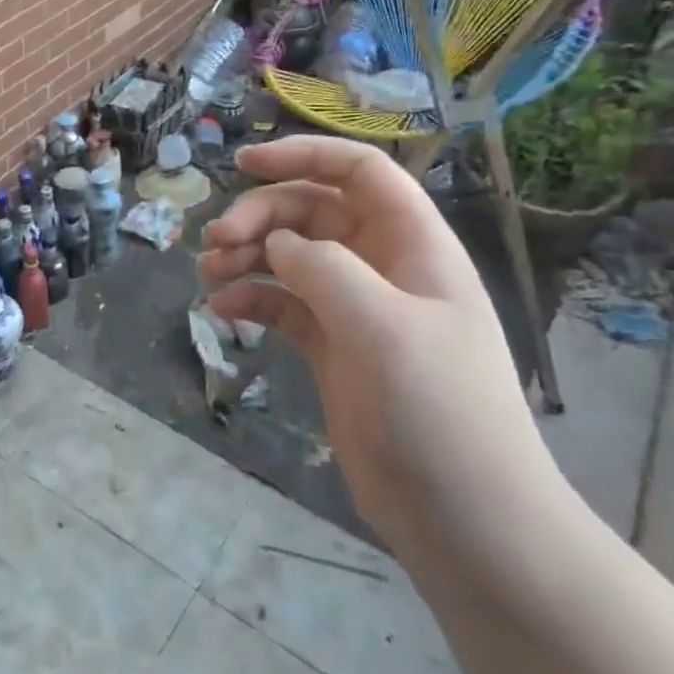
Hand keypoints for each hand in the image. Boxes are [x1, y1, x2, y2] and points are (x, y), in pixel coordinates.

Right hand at [199, 137, 557, 560]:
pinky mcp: (331, 348)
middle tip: (215, 241)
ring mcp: (355, 309)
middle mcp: (382, 266)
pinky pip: (282, 304)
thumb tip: (277, 243)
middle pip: (310, 211)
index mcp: (411, 245)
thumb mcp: (382, 326)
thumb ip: (323, 268)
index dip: (304, 155)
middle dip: (259, 216)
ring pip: (290, 256)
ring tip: (207, 275)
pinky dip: (250, 299)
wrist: (465, 517)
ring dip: (246, 256)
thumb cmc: (438, 411)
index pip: (359, 172)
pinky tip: (224, 312)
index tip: (244, 163)